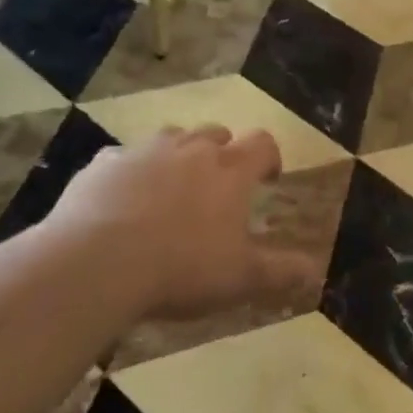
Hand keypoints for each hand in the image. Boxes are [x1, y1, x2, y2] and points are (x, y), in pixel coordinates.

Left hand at [42, 126, 318, 319]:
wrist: (97, 263)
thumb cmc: (182, 268)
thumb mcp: (241, 279)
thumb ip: (281, 271)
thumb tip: (315, 270)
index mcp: (230, 171)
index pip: (262, 143)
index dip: (269, 156)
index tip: (269, 177)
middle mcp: (190, 150)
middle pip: (215, 134)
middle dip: (221, 152)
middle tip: (218, 185)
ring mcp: (143, 152)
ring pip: (169, 138)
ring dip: (177, 155)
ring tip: (171, 187)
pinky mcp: (103, 165)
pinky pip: (122, 159)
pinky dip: (129, 172)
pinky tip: (121, 200)